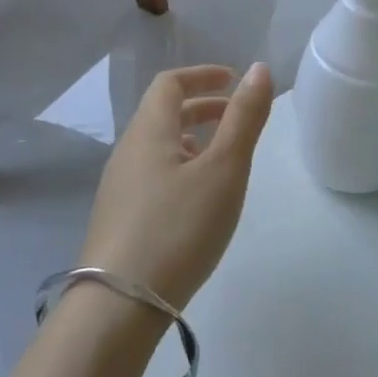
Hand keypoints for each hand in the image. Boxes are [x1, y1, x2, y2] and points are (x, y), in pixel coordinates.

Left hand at [79, 63, 273, 311]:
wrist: (119, 307)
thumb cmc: (178, 227)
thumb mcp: (224, 169)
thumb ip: (244, 118)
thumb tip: (259, 69)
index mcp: (148, 132)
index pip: (170, 83)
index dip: (203, 75)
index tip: (234, 81)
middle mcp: (127, 152)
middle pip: (162, 113)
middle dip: (202, 108)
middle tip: (237, 117)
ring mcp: (118, 188)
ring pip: (157, 147)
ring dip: (192, 139)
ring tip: (223, 159)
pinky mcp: (119, 220)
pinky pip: (152, 175)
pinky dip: (180, 168)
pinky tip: (198, 199)